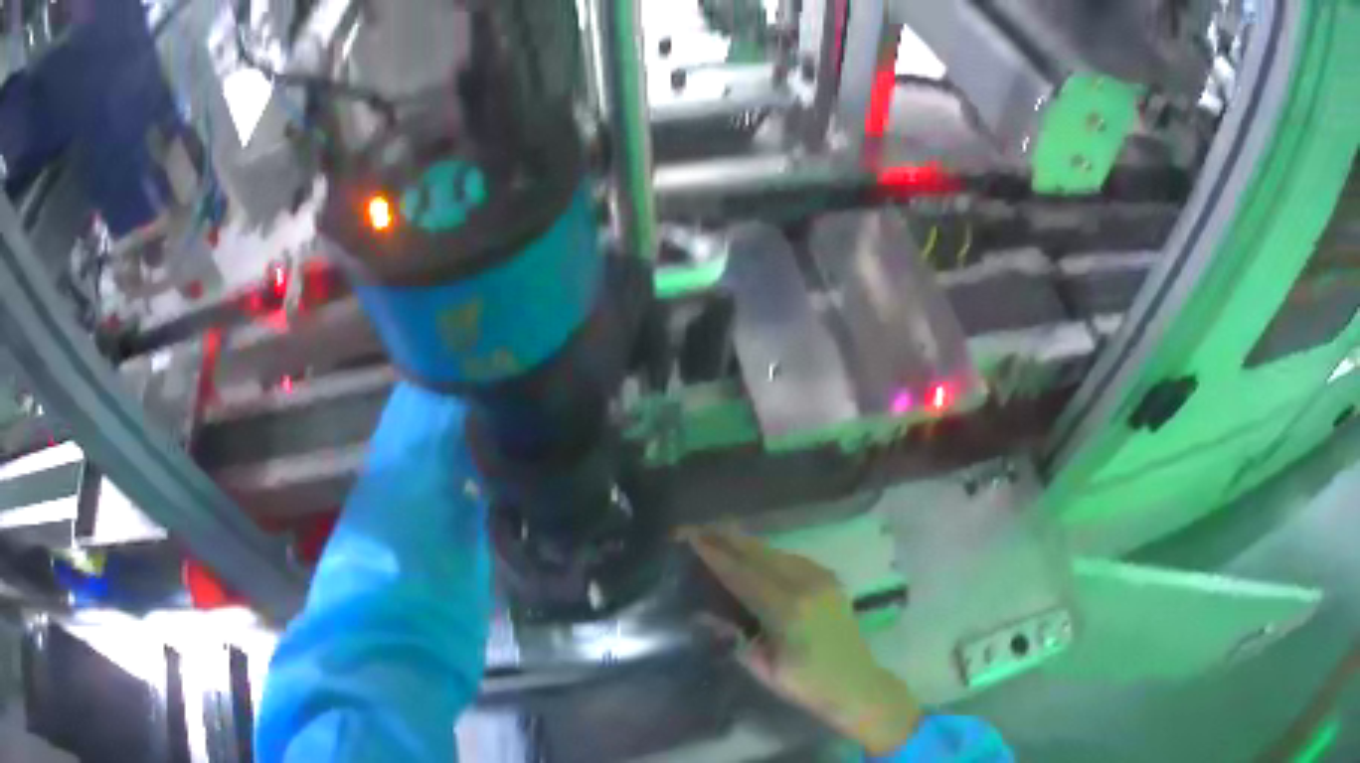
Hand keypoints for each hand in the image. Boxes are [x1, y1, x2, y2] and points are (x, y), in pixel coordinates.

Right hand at [685, 528, 921, 754]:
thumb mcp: (763, 667)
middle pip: (759, 554)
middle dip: (727, 539)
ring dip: (746, 542)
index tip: (690, 539)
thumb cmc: (806, 684)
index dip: (715, 556)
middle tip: (697, 527)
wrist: (856, 684)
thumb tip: (704, 614)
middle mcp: (806, 585)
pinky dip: (768, 552)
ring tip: (719, 534)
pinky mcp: (830, 579)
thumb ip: (734, 637)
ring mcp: (822, 579)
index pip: (742, 575)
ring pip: (776, 551)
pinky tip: (755, 552)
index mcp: (787, 610)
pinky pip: (793, 558)